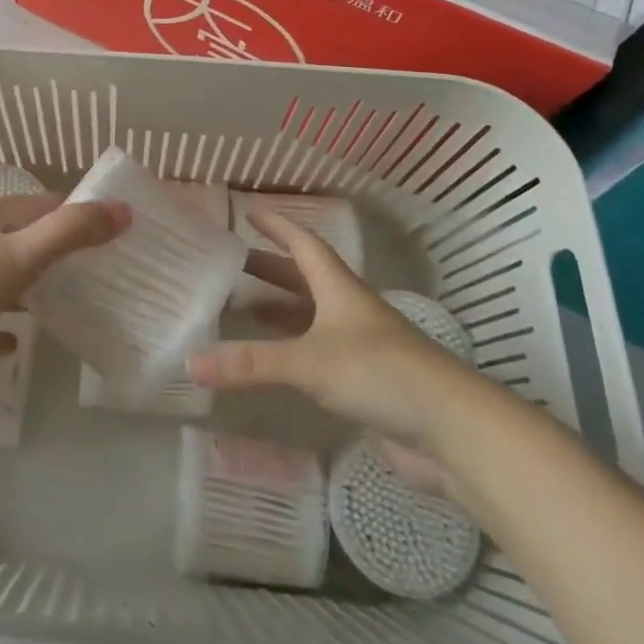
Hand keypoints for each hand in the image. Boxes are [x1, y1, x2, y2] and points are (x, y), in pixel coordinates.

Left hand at [0, 192, 128, 403]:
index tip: (110, 232)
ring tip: (71, 304)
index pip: (38, 205)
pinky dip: (0, 329)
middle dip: (56, 253)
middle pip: (20, 241)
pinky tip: (19, 343)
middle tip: (99, 272)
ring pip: (1, 281)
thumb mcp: (22, 252)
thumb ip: (72, 231)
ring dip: (29, 290)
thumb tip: (123, 210)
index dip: (73, 214)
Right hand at [187, 210, 481, 452]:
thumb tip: (189, 361)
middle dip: (270, 268)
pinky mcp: (368, 383)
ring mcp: (362, 347)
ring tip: (243, 309)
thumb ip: (250, 363)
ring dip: (281, 310)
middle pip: (305, 278)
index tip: (248, 212)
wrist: (454, 431)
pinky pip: (320, 354)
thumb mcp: (309, 362)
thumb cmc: (381, 373)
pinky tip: (277, 363)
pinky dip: (294, 350)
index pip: (303, 244)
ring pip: (313, 317)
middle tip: (231, 264)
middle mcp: (350, 310)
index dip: (276, 226)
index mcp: (339, 289)